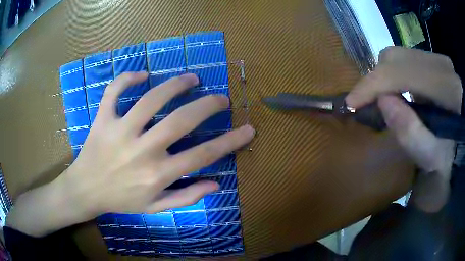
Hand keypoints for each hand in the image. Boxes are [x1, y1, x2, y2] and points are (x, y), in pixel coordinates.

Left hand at [66, 72, 254, 214]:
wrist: (86, 191)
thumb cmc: (120, 200)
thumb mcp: (155, 208)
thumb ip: (185, 197)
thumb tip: (216, 184)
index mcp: (157, 174)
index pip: (203, 155)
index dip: (230, 141)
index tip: (248, 129)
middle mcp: (142, 150)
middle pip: (181, 120)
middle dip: (208, 105)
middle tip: (221, 97)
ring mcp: (120, 131)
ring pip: (151, 99)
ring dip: (176, 84)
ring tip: (191, 78)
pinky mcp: (103, 119)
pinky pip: (114, 91)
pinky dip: (127, 78)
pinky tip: (142, 75)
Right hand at [346, 47, 461, 211]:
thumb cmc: (453, 155)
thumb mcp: (433, 157)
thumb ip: (411, 132)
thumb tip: (382, 102)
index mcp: (444, 85)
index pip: (399, 71)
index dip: (371, 85)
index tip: (351, 103)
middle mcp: (438, 62)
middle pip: (394, 56)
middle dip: (376, 79)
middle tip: (369, 104)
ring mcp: (436, 58)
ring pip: (398, 55)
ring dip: (385, 77)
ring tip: (383, 99)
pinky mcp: (434, 60)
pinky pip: (406, 60)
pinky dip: (396, 74)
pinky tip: (399, 93)